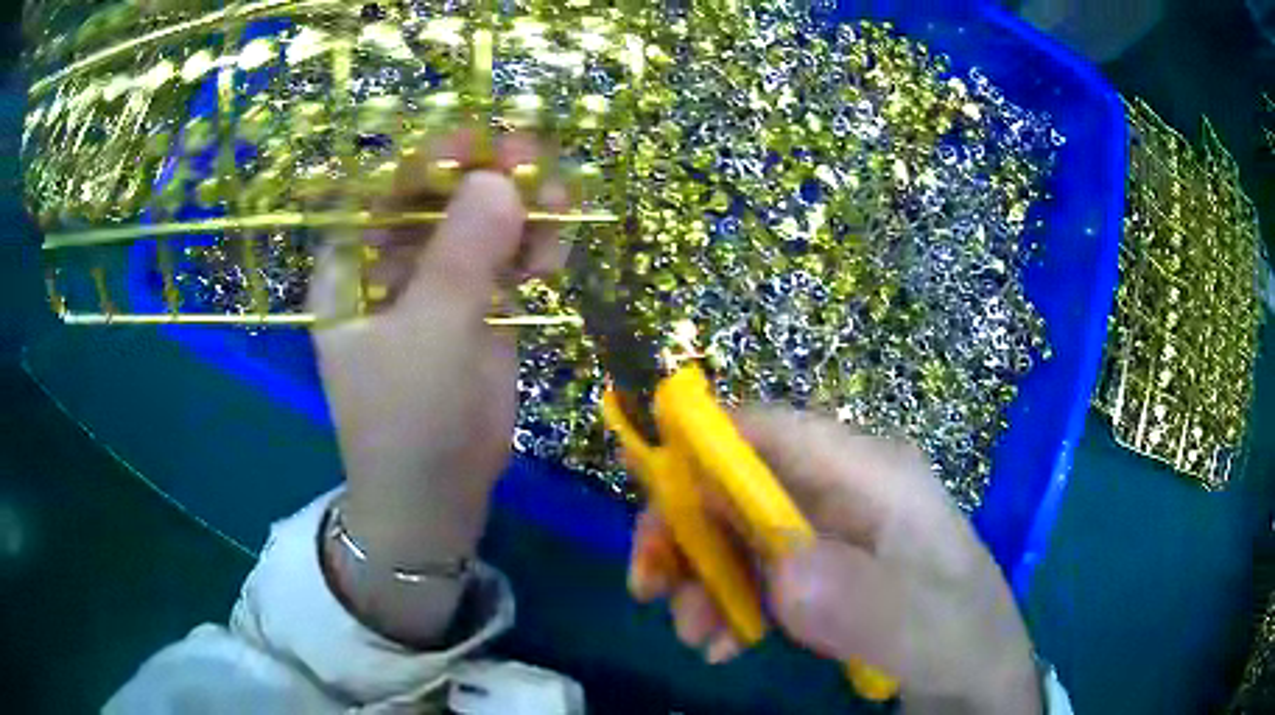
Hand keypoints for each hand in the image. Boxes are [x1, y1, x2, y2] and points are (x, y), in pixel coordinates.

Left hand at [310, 130, 567, 643]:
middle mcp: (390, 266)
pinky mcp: (478, 309)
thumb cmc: (408, 420)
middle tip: (535, 161)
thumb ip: (462, 255)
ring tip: (561, 204)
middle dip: (485, 178)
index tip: (478, 140)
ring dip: (519, 210)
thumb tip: (499, 179)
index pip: (382, 189)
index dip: (427, 157)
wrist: (439, 496)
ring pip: (479, 227)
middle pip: (438, 199)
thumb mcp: (429, 335)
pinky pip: (507, 262)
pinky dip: (533, 250)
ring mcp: (437, 286)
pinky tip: (554, 253)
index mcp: (351, 267)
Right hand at [628, 408, 1041, 714]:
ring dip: (698, 575)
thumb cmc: (962, 639)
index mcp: (874, 474)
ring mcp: (828, 532)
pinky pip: (750, 571)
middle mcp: (844, 490)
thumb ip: (866, 603)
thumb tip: (783, 572)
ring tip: (695, 634)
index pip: (774, 431)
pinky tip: (723, 644)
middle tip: (650, 586)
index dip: (701, 445)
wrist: (975, 680)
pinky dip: (722, 602)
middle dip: (685, 527)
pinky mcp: (819, 571)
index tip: (643, 492)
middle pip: (739, 481)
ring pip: (734, 530)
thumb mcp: (925, 630)